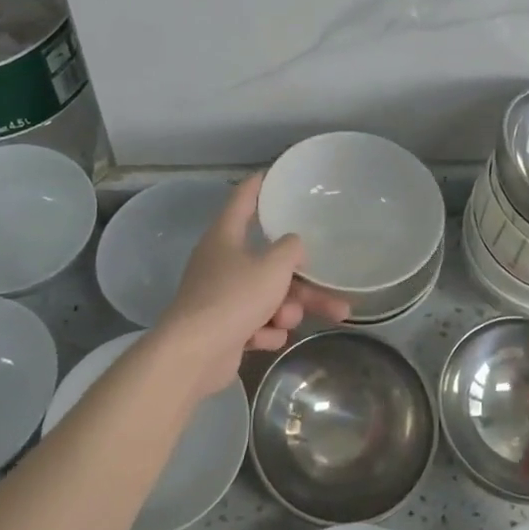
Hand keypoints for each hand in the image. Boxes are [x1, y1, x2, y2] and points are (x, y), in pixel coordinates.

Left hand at [156, 174, 348, 398]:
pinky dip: (264, 331)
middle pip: (269, 262)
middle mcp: (221, 262)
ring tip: (288, 321)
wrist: (194, 355)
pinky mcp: (223, 328)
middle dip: (301, 282)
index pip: (243, 199)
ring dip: (285, 310)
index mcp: (225, 236)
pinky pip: (255, 323)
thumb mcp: (273, 267)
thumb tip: (293, 244)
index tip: (273, 174)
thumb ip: (291, 249)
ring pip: (268, 296)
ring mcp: (220, 296)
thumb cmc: (234, 298)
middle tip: (333, 291)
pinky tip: (265, 339)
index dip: (259, 185)